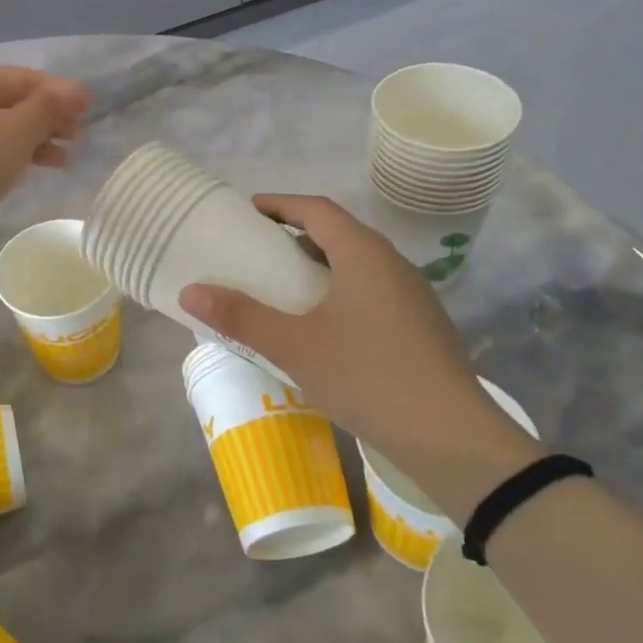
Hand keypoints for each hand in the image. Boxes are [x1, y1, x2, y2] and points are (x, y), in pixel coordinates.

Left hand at [0, 67, 88, 231]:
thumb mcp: (18, 130)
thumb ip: (50, 108)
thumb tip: (79, 90)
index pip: (25, 78)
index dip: (59, 92)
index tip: (88, 112)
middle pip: (13, 103)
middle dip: (49, 119)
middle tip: (79, 138)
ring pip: (2, 130)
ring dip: (36, 141)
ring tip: (66, 160)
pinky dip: (14, 158)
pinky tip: (34, 171)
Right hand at [180, 194, 539, 522]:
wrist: (453, 438)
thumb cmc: (368, 376)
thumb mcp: (295, 346)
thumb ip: (241, 316)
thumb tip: (189, 292)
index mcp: (363, 253)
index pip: (316, 209)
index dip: (279, 204)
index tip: (247, 211)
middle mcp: (391, 263)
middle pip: (337, 233)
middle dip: (294, 235)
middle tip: (256, 251)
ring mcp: (412, 295)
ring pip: (356, 264)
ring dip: (318, 265)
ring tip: (283, 288)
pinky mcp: (420, 325)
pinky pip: (371, 290)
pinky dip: (339, 291)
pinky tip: (323, 326)